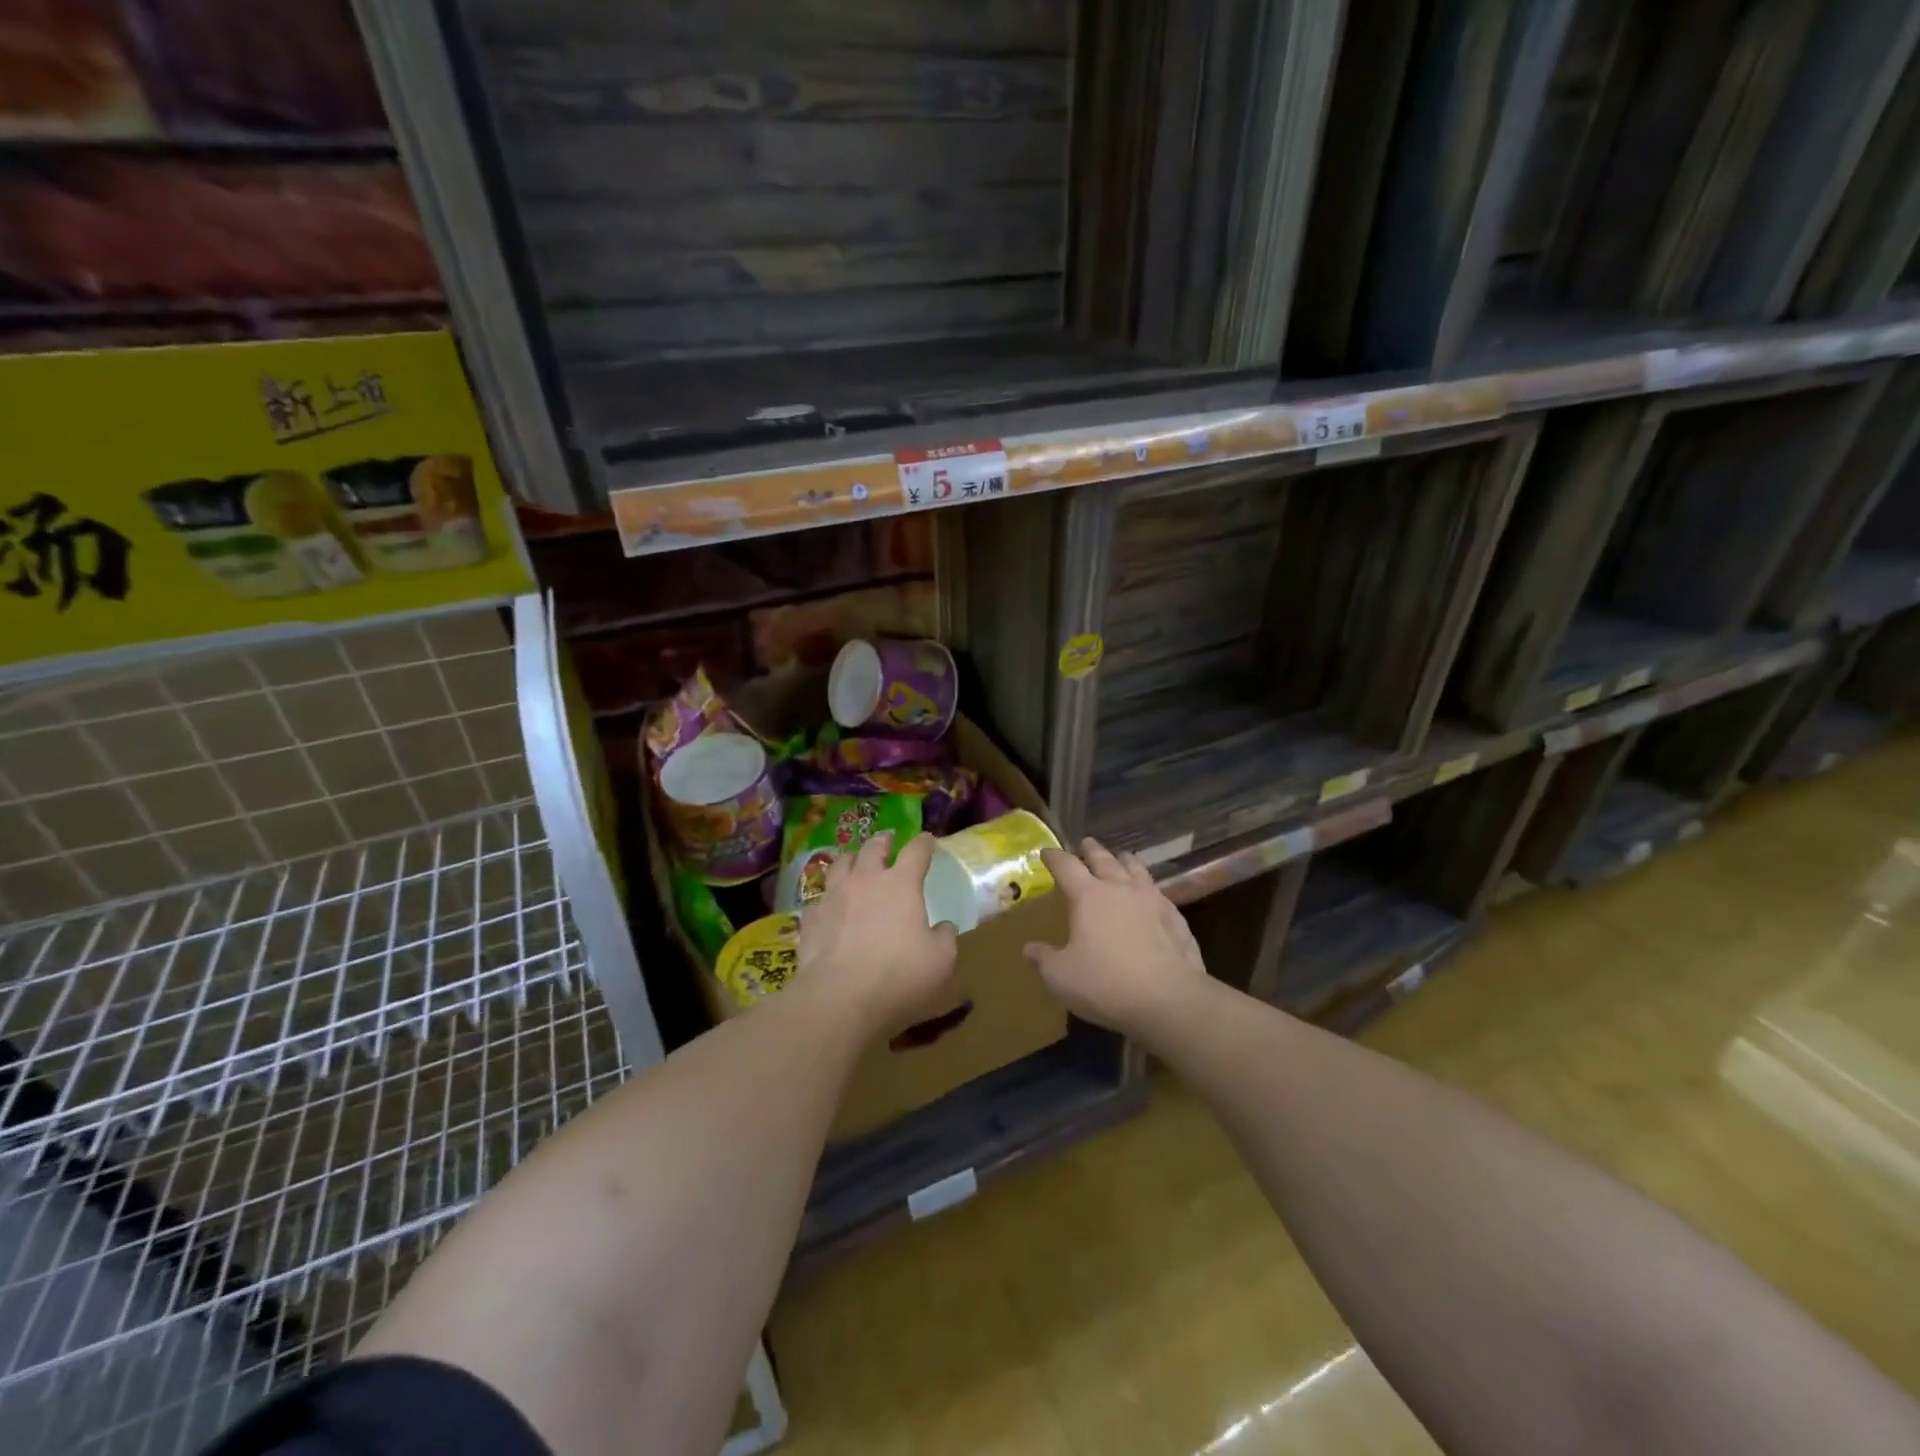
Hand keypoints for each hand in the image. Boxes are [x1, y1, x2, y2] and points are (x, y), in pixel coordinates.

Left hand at [797, 832, 958, 1033]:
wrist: (839, 998)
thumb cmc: (899, 975)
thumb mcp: (940, 960)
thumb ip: (945, 938)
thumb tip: (944, 927)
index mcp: (901, 884)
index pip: (916, 851)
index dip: (924, 843)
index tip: (928, 840)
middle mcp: (866, 880)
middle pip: (873, 848)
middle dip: (882, 841)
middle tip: (887, 840)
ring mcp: (834, 897)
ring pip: (840, 864)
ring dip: (851, 859)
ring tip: (854, 861)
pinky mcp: (811, 919)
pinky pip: (820, 898)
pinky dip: (829, 897)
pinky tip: (830, 906)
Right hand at [1023, 838, 1208, 1034]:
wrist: (1169, 999)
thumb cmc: (1106, 984)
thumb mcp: (1061, 977)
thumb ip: (1044, 959)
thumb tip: (1029, 949)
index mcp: (1088, 897)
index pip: (1066, 866)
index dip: (1055, 857)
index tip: (1047, 852)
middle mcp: (1120, 889)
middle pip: (1104, 859)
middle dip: (1091, 850)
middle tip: (1085, 843)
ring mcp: (1152, 900)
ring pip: (1136, 869)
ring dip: (1125, 861)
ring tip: (1121, 857)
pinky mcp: (1176, 918)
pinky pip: (1159, 893)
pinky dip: (1149, 888)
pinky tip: (1151, 897)